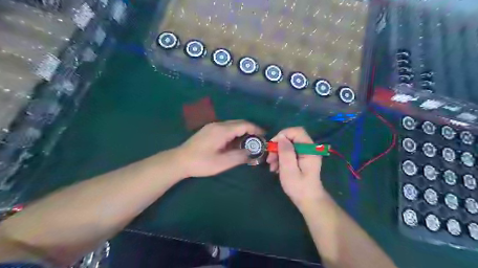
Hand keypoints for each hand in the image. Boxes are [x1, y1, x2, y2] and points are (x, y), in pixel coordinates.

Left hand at [176, 120, 262, 176]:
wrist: (179, 161)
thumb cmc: (201, 163)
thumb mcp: (222, 163)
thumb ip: (239, 156)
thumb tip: (252, 152)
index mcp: (222, 130)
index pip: (244, 125)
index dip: (256, 129)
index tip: (264, 136)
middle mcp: (218, 124)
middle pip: (239, 123)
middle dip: (251, 130)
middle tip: (258, 141)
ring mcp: (212, 126)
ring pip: (232, 125)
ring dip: (242, 132)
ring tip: (249, 143)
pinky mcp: (209, 130)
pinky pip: (226, 128)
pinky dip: (234, 134)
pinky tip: (235, 143)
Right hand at [267, 128, 326, 211]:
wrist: (308, 201)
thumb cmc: (299, 187)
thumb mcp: (289, 170)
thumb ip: (286, 152)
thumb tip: (281, 137)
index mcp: (309, 150)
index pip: (297, 131)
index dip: (283, 134)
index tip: (272, 145)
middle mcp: (309, 149)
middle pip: (291, 138)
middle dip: (278, 146)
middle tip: (270, 159)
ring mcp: (306, 154)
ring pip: (289, 145)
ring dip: (278, 154)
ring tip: (272, 166)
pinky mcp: (302, 159)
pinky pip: (290, 152)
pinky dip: (281, 158)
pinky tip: (276, 168)